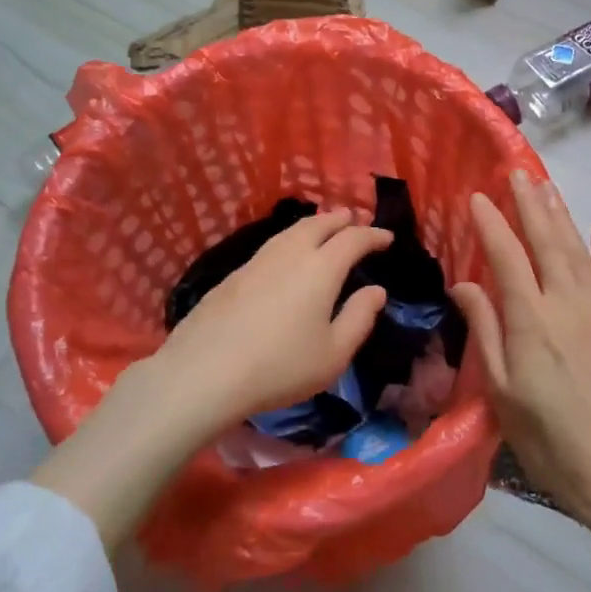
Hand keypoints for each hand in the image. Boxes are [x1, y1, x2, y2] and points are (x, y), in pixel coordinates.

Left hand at [145, 209, 393, 424]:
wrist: (204, 372)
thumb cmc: (280, 367)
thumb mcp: (333, 354)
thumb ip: (359, 318)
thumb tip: (376, 291)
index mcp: (321, 269)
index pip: (353, 239)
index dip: (372, 235)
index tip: (386, 237)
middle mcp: (290, 254)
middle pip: (318, 224)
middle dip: (340, 220)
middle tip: (353, 220)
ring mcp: (257, 261)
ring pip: (291, 231)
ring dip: (313, 225)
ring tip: (322, 229)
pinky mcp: (233, 275)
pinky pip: (271, 245)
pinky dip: (289, 240)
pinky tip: (286, 255)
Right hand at [452, 172, 590, 539]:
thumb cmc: (551, 441)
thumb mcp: (504, 392)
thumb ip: (486, 331)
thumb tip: (463, 285)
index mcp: (531, 320)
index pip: (506, 256)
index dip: (490, 223)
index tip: (476, 197)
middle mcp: (567, 302)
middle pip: (546, 241)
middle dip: (529, 204)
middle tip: (517, 173)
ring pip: (579, 250)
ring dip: (562, 215)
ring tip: (548, 187)